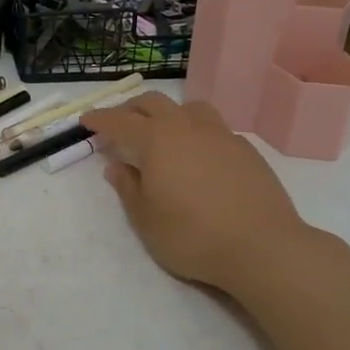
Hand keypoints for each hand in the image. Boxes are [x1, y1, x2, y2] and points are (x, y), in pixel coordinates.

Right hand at [82, 93, 322, 297]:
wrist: (263, 247)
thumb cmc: (192, 236)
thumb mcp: (146, 220)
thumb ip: (128, 188)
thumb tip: (117, 166)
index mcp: (157, 140)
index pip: (120, 121)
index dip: (100, 119)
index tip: (86, 120)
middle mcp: (188, 127)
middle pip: (154, 102)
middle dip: (132, 109)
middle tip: (120, 123)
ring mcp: (221, 135)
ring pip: (190, 107)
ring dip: (169, 113)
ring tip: (163, 132)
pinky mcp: (247, 150)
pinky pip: (214, 128)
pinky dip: (197, 132)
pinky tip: (199, 156)